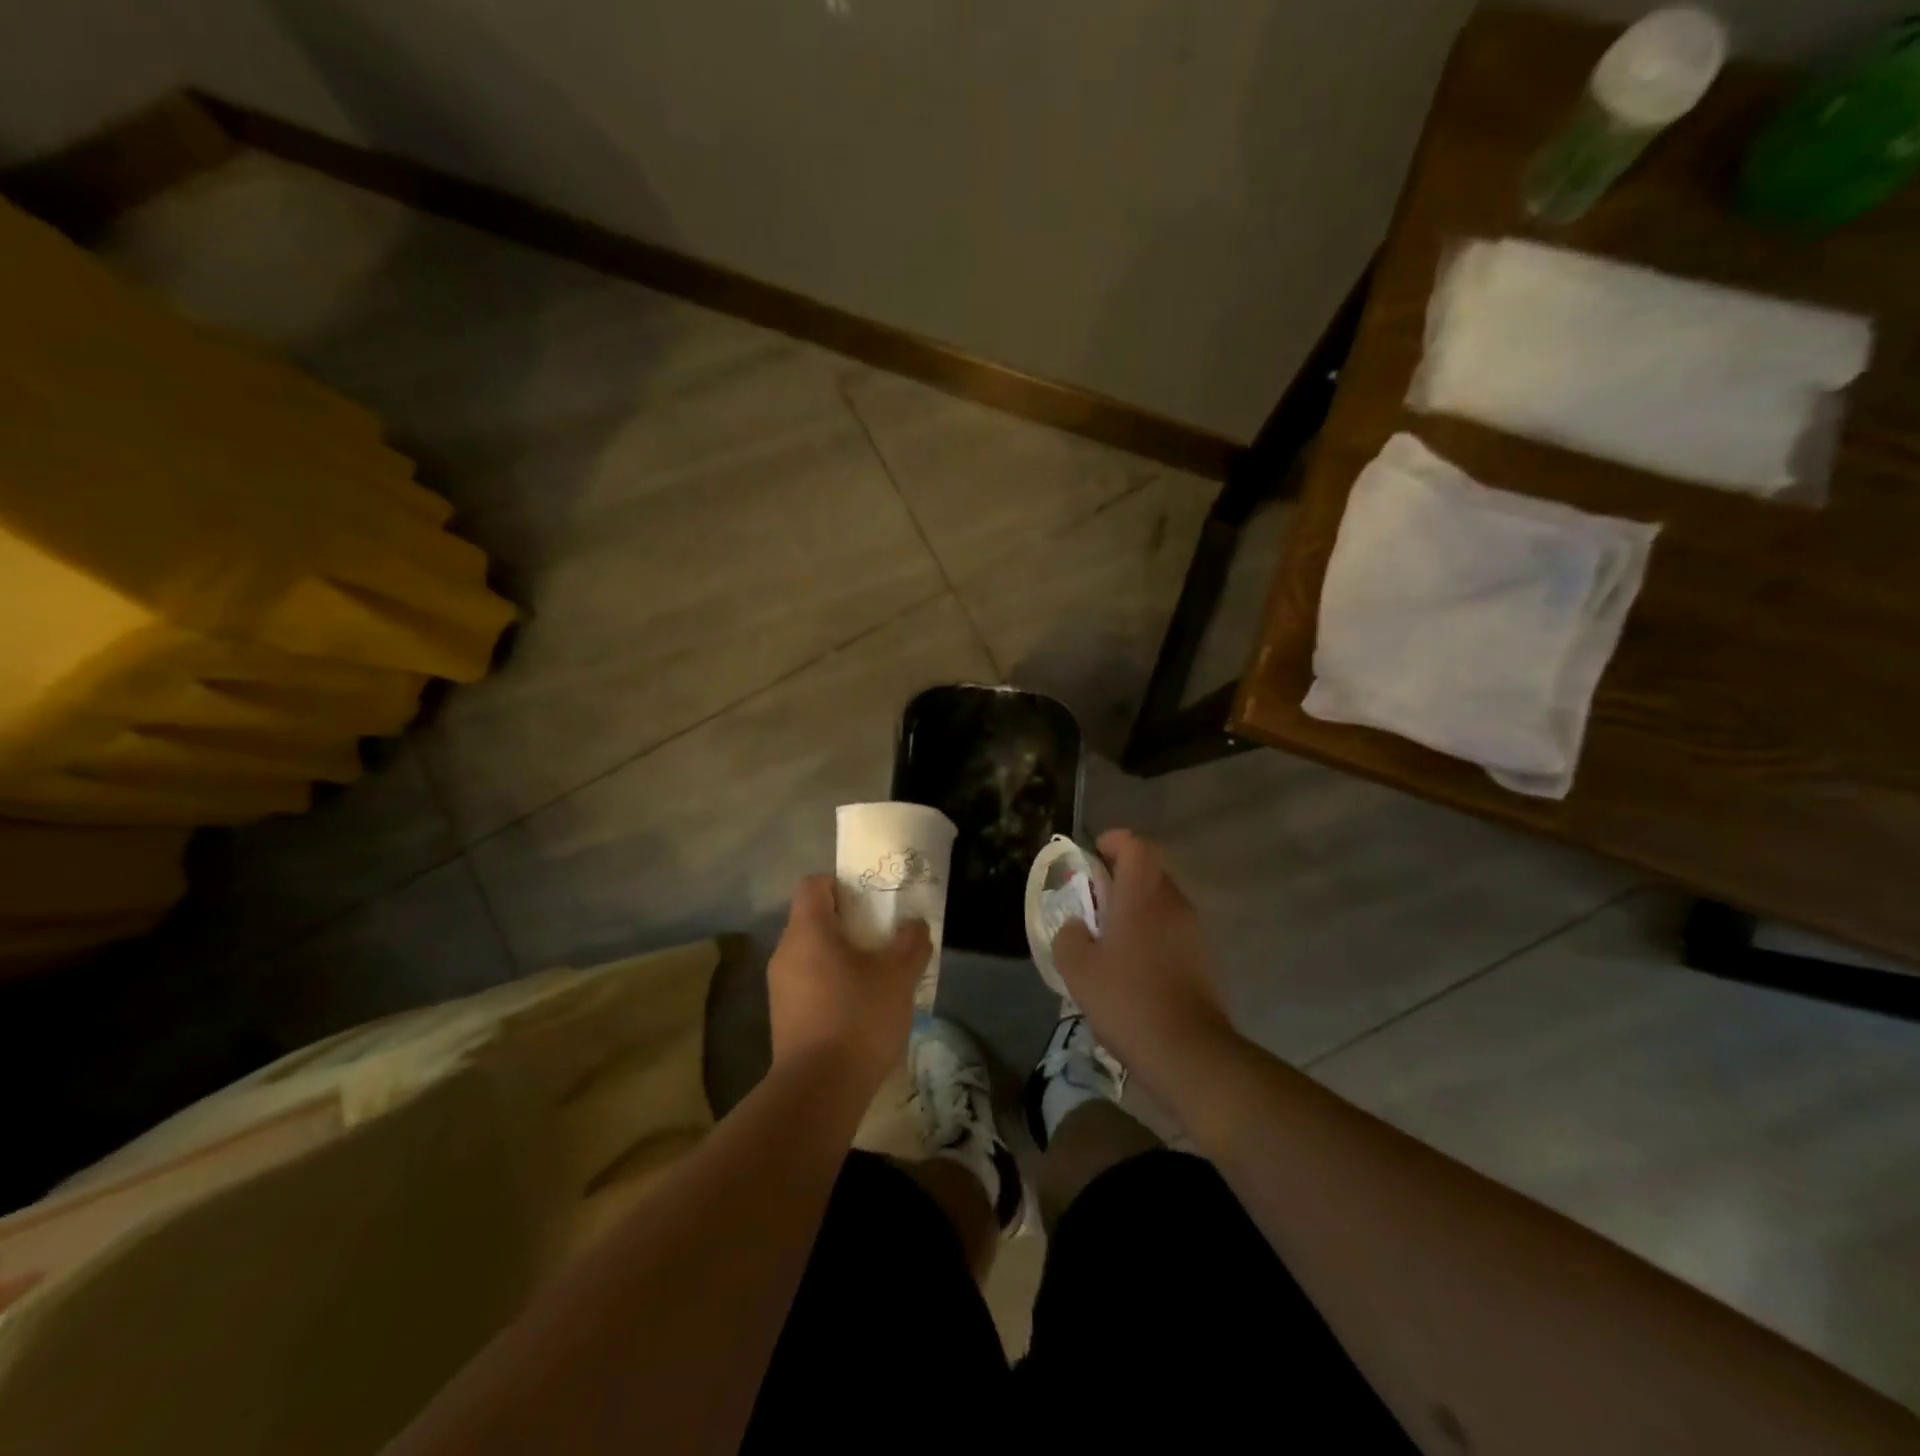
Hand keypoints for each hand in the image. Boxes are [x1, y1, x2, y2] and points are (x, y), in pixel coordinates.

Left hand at [767, 875, 929, 1094]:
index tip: (869, 900)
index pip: (813, 884)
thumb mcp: (898, 976)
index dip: (840, 884)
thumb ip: (910, 942)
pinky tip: (860, 1009)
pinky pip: (808, 985)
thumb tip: (914, 925)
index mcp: (807, 930)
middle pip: (813, 920)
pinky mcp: (783, 1019)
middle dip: (847, 924)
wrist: (819, 1091)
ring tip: (876, 976)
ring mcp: (779, 988)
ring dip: (841, 958)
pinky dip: (831, 986)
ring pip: (811, 955)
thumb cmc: (858, 1017)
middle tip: (882, 938)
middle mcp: (785, 952)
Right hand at [1053, 830, 1237, 1095]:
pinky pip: (1173, 929)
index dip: (1113, 841)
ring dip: (1138, 907)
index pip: (1135, 844)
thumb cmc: (1127, 1000)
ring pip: (1163, 900)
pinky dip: (1153, 933)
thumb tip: (1075, 926)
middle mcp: (1173, 903)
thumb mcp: (1078, 969)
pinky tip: (1135, 966)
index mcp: (1141, 895)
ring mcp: (1194, 930)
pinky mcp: (1204, 958)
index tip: (1093, 856)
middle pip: (1150, 869)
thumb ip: (1068, 936)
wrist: (1188, 1051)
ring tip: (1111, 938)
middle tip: (1094, 901)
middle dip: (1121, 876)